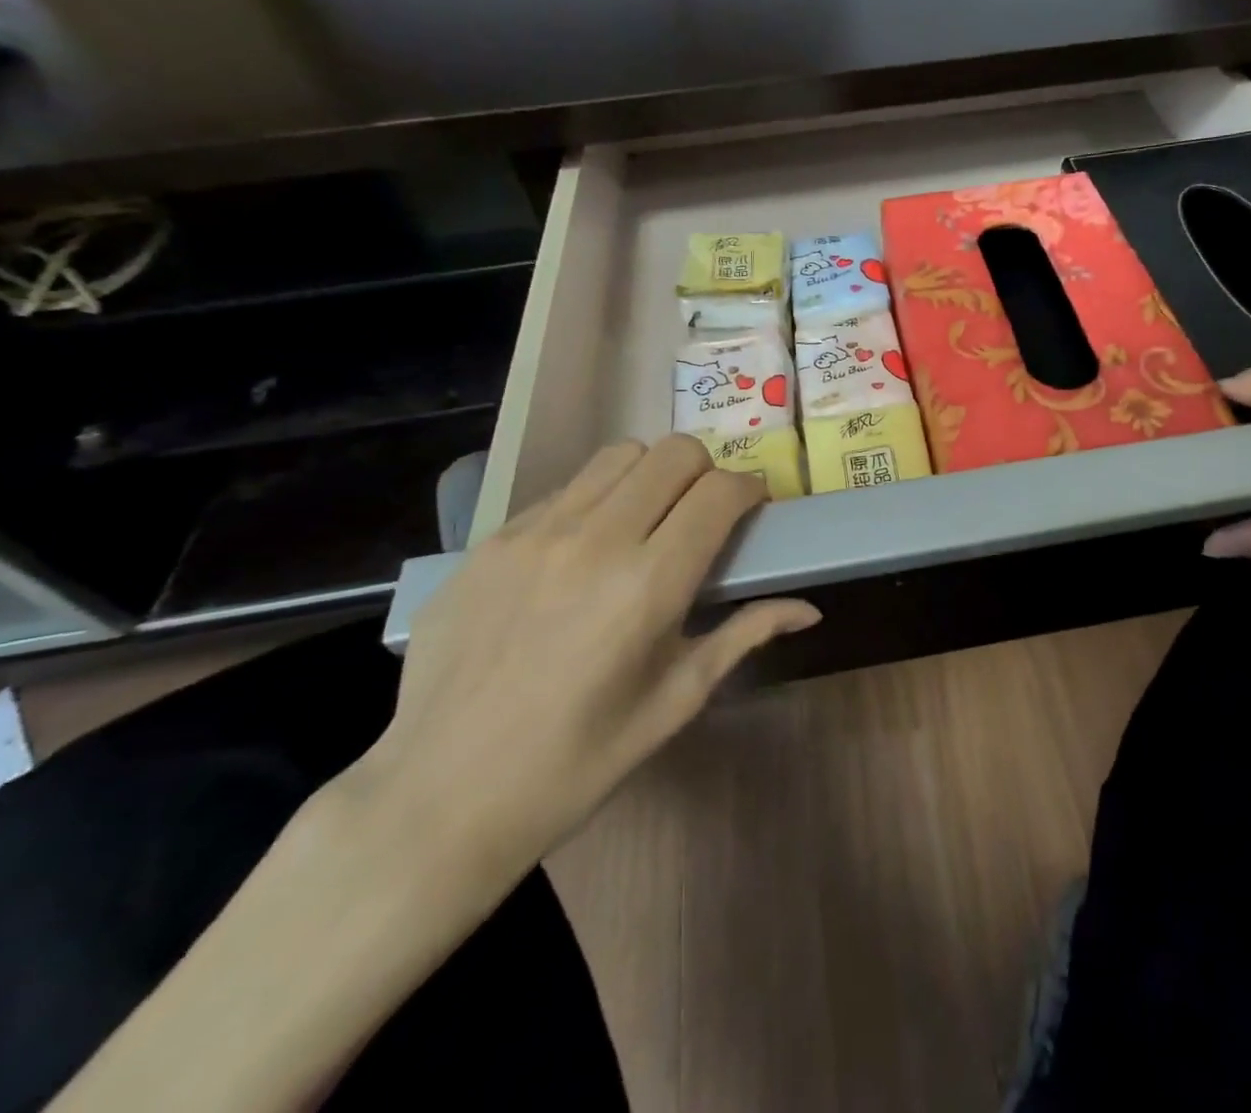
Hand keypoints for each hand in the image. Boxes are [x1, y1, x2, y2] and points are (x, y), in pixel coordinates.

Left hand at [361, 435, 818, 879]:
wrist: (441, 797)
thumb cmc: (578, 761)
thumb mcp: (675, 701)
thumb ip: (745, 635)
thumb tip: (809, 609)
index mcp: (650, 584)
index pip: (720, 492)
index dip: (750, 489)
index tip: (754, 508)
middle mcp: (596, 540)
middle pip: (674, 452)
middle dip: (706, 471)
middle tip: (705, 512)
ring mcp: (535, 534)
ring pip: (618, 455)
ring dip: (651, 474)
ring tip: (648, 519)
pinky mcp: (491, 541)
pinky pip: (563, 490)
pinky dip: (596, 500)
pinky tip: (585, 552)